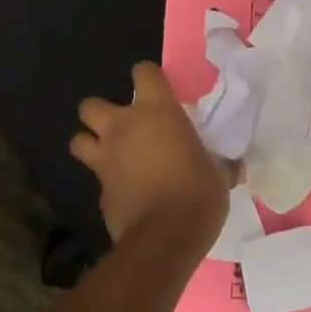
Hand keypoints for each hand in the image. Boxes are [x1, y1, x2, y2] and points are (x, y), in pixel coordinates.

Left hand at [71, 62, 232, 245]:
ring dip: (91, 143)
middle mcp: (123, 128)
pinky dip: (107, 182)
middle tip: (124, 128)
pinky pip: (96, 178)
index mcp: (157, 112)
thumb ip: (218, 162)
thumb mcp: (218, 173)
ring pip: (78, 140)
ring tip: (111, 155)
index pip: (143, 73)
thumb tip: (232, 166)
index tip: (158, 91)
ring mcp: (105, 160)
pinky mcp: (98, 192)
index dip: (147, 77)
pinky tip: (125, 192)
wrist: (165, 238)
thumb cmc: (198, 193)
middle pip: (90, 105)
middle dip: (101, 113)